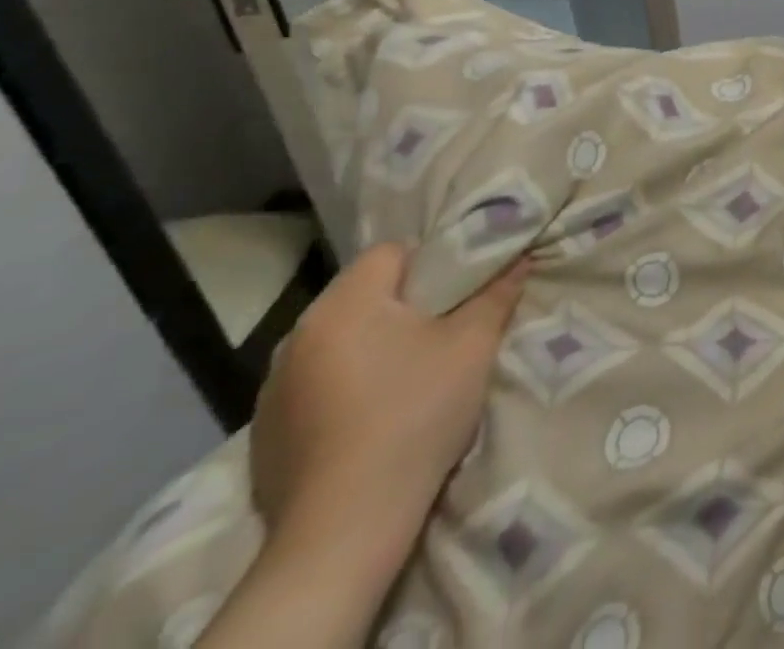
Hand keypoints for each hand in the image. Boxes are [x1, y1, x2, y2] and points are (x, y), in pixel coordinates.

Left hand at [249, 244, 526, 581]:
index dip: (432, 263)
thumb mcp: (473, 345)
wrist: (344, 531)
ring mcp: (272, 389)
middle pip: (364, 296)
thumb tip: (518, 258)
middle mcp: (297, 336)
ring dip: (371, 347)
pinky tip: (371, 418)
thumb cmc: (414, 416)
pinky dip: (344, 388)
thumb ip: (497, 293)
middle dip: (404, 306)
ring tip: (408, 377)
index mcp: (343, 304)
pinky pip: (316, 385)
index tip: (458, 294)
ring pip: (339, 341)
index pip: (391, 252)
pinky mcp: (265, 435)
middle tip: (443, 332)